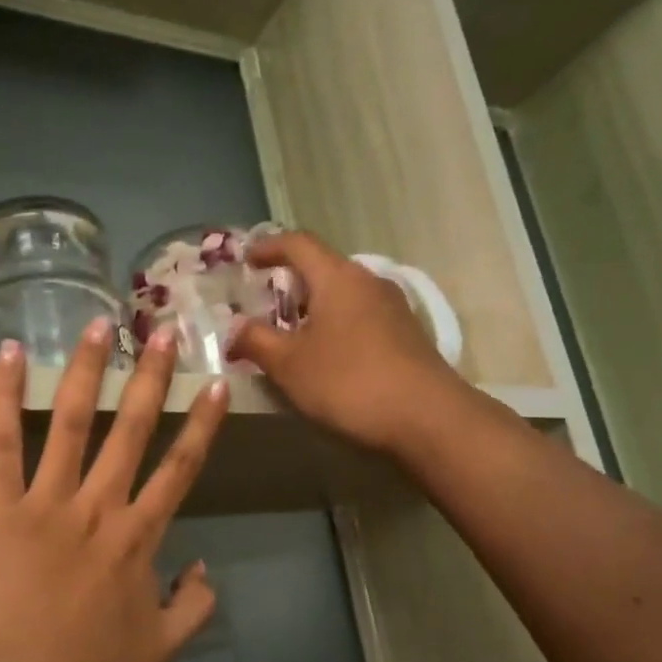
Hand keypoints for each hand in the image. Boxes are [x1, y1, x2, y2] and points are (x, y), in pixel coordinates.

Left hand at [0, 318, 228, 661]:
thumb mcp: (162, 647)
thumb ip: (195, 605)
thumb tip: (205, 567)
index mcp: (140, 536)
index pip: (181, 467)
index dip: (202, 423)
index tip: (216, 383)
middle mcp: (101, 505)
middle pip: (132, 429)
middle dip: (151, 377)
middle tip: (163, 330)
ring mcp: (49, 500)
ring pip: (71, 422)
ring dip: (87, 370)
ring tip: (99, 325)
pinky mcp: (1, 505)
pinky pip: (2, 443)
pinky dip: (3, 396)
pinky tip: (8, 354)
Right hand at [228, 231, 461, 454]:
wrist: (426, 417)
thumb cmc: (348, 382)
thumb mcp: (289, 364)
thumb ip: (256, 341)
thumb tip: (234, 327)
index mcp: (337, 277)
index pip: (298, 243)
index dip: (268, 247)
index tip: (246, 261)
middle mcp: (368, 281)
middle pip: (322, 269)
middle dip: (288, 284)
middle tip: (261, 308)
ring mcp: (391, 307)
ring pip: (341, 295)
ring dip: (311, 309)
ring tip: (288, 337)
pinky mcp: (404, 334)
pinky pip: (358, 317)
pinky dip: (333, 326)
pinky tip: (323, 357)